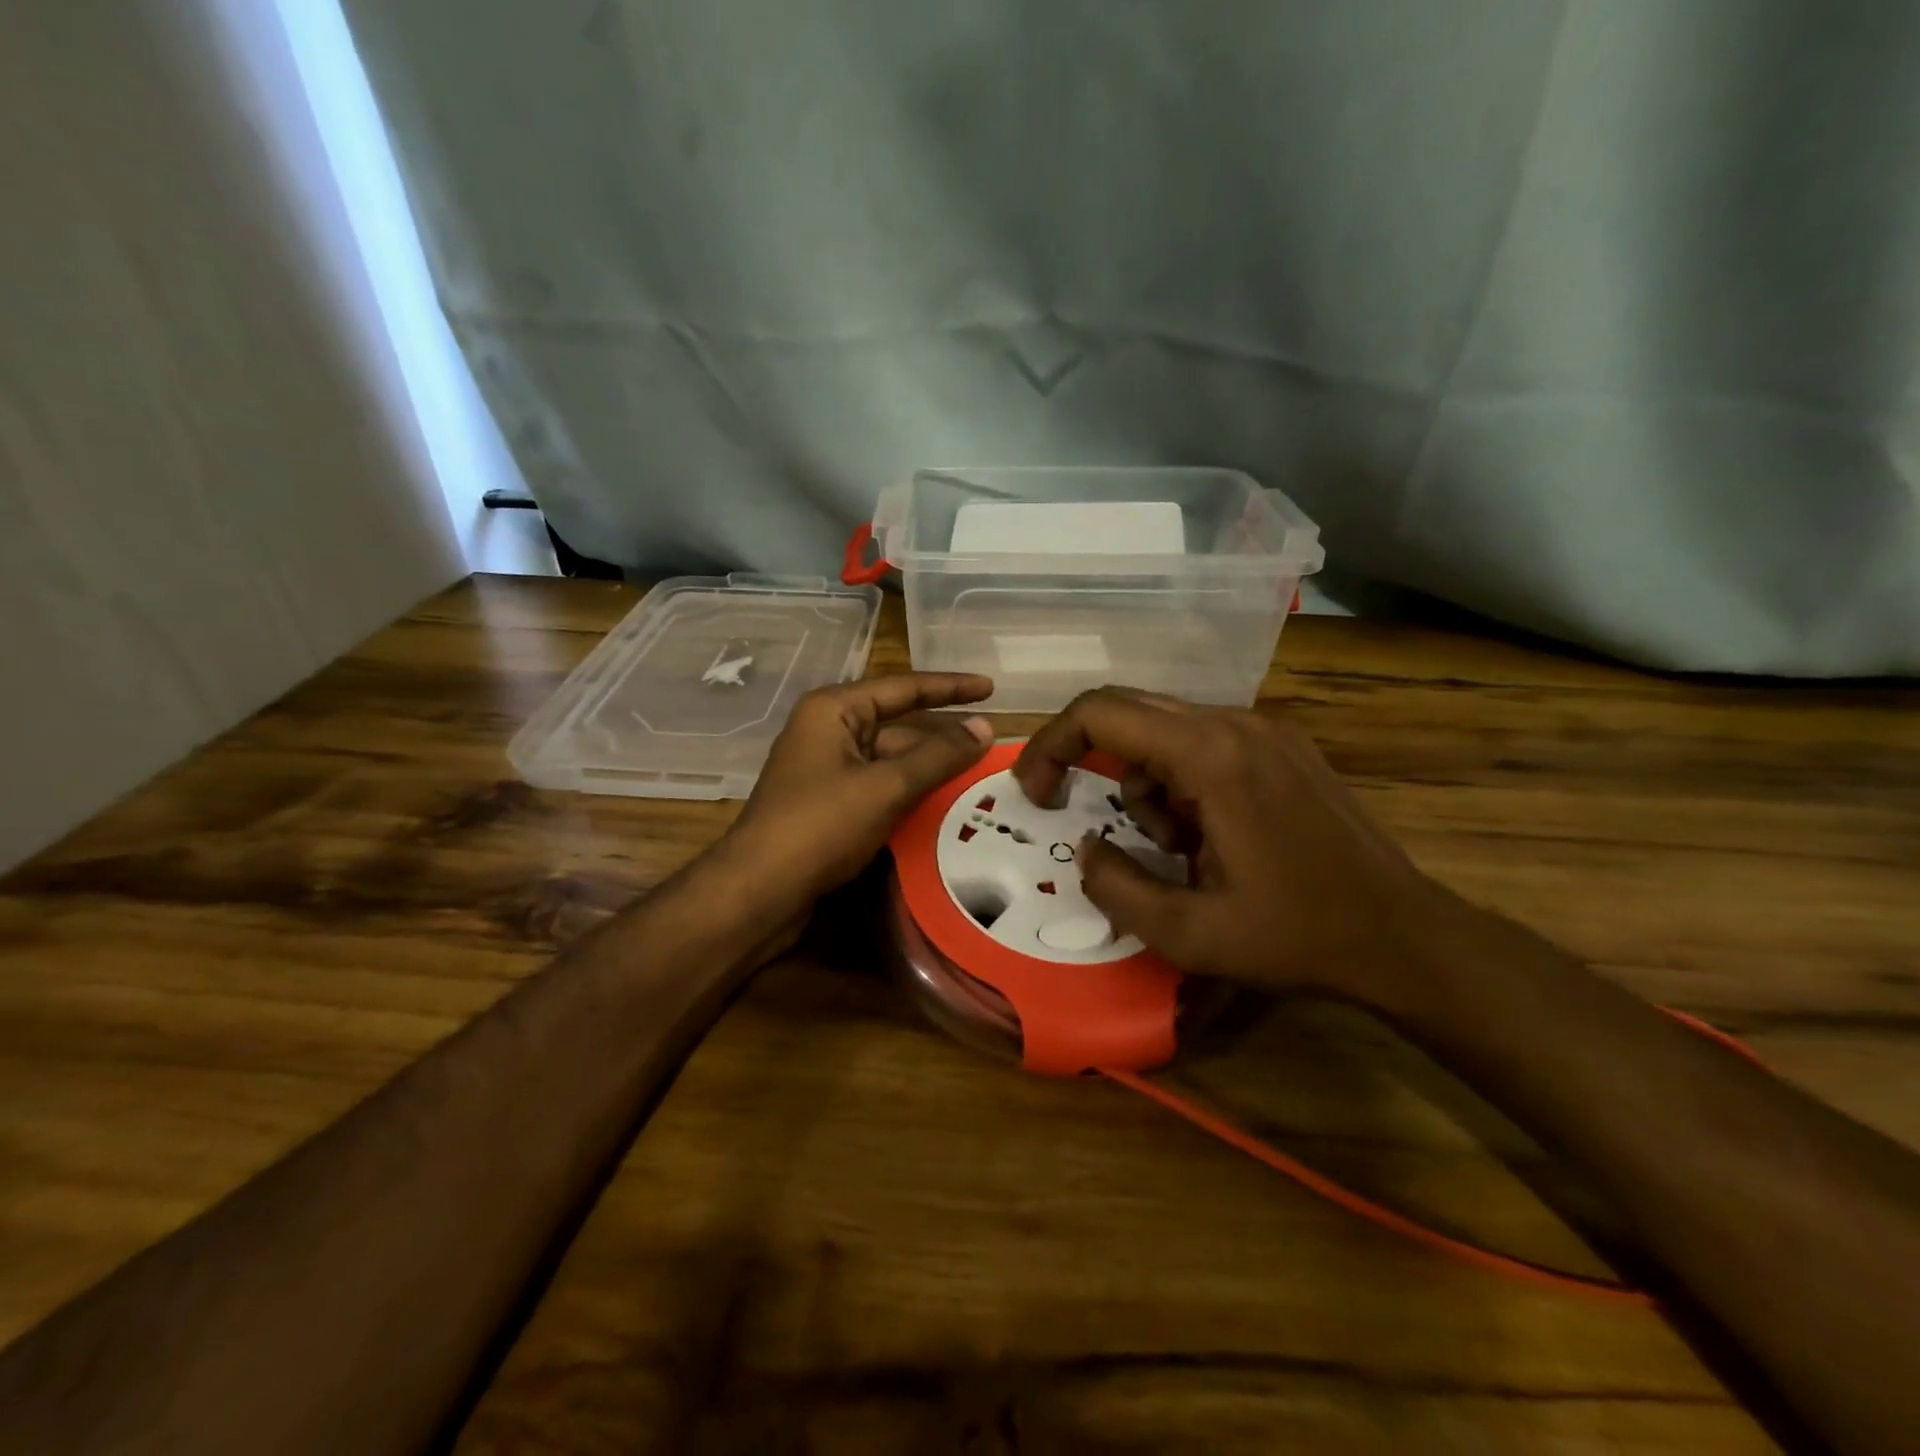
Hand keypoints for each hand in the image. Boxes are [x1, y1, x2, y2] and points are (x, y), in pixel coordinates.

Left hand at [719, 673, 994, 916]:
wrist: (760, 892)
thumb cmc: (820, 826)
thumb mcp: (886, 787)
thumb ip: (939, 757)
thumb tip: (985, 728)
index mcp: (834, 710)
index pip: (903, 688)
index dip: (950, 687)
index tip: (991, 688)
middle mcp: (828, 730)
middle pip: (899, 725)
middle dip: (943, 737)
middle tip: (993, 745)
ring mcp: (826, 768)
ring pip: (890, 759)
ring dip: (930, 768)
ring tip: (979, 775)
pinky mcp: (828, 802)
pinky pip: (878, 786)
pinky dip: (909, 792)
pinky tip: (942, 804)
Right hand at [1012, 688, 1435, 1003]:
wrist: (1404, 936)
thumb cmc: (1296, 936)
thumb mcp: (1188, 934)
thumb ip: (1115, 887)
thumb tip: (1086, 847)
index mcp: (1210, 755)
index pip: (1100, 713)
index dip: (1050, 745)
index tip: (1036, 793)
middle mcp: (1235, 723)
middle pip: (1128, 710)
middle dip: (1090, 760)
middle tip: (1079, 813)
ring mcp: (1265, 729)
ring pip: (1164, 730)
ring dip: (1144, 782)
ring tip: (1174, 848)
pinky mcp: (1283, 746)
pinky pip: (1202, 742)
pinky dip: (1179, 781)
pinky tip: (1208, 835)